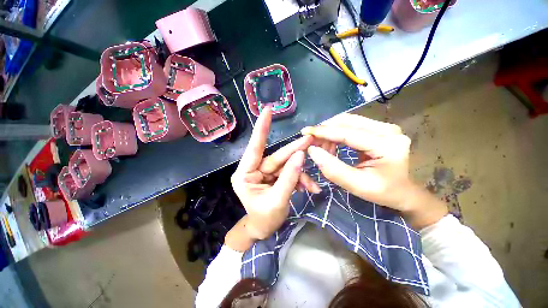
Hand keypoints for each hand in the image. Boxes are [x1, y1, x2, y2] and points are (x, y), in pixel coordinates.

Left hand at [228, 108, 318, 250]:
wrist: (264, 230)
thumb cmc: (264, 219)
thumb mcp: (277, 200)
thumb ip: (289, 178)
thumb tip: (300, 155)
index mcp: (245, 174)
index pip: (254, 148)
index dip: (261, 129)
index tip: (267, 111)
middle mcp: (254, 169)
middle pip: (276, 157)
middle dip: (294, 152)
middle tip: (309, 141)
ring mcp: (265, 173)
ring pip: (286, 166)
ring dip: (300, 173)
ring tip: (311, 184)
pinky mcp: (275, 177)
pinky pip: (290, 173)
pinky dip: (300, 179)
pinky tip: (309, 188)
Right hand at [302, 113, 446, 228]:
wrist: (403, 192)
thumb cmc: (383, 192)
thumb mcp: (357, 185)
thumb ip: (333, 169)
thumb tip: (312, 150)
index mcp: (386, 144)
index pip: (348, 133)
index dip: (324, 132)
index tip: (305, 132)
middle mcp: (387, 129)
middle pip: (347, 121)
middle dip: (325, 130)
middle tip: (311, 141)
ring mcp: (384, 127)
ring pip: (348, 121)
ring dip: (330, 131)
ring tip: (321, 146)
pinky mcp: (378, 129)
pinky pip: (352, 125)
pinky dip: (336, 132)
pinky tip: (331, 143)